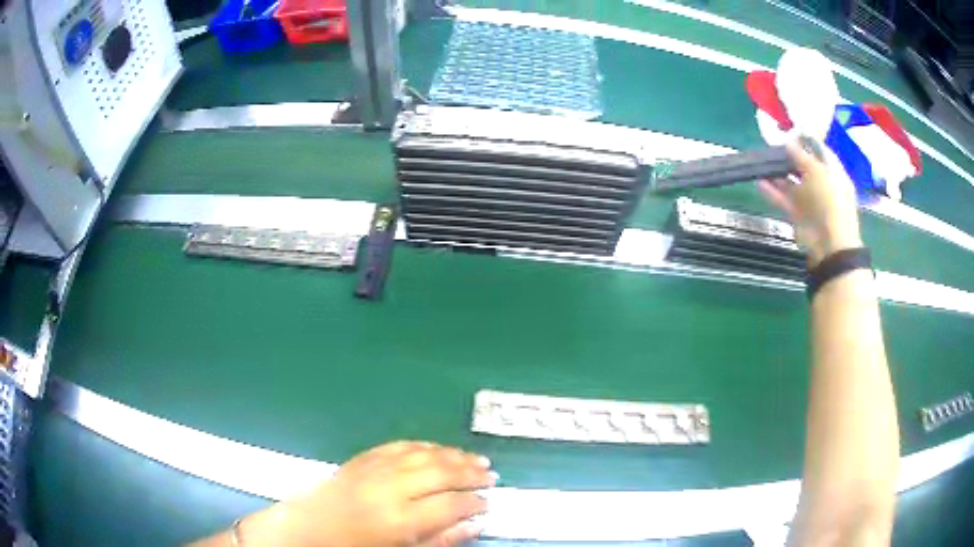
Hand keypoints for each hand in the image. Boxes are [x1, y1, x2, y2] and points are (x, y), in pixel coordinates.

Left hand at [237, 442, 495, 546]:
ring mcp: (373, 469)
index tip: (489, 503)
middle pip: (440, 472)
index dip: (475, 502)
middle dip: (470, 472)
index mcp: (400, 519)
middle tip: (491, 474)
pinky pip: (397, 446)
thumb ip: (440, 540)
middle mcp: (389, 488)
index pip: (451, 503)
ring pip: (422, 454)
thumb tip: (474, 525)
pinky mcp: (360, 459)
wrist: (305, 532)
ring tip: (474, 458)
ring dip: (452, 454)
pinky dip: (421, 445)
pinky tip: (436, 447)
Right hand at [758, 137, 862, 267]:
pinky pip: (784, 199)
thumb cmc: (830, 202)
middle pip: (804, 166)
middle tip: (772, 146)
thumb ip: (802, 156)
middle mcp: (822, 185)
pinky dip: (772, 192)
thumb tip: (789, 142)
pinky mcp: (798, 215)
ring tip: (761, 163)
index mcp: (833, 173)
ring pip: (791, 183)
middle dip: (789, 157)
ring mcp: (810, 201)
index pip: (820, 151)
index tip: (790, 131)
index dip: (807, 140)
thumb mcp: (818, 172)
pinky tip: (760, 182)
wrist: (829, 245)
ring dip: (778, 174)